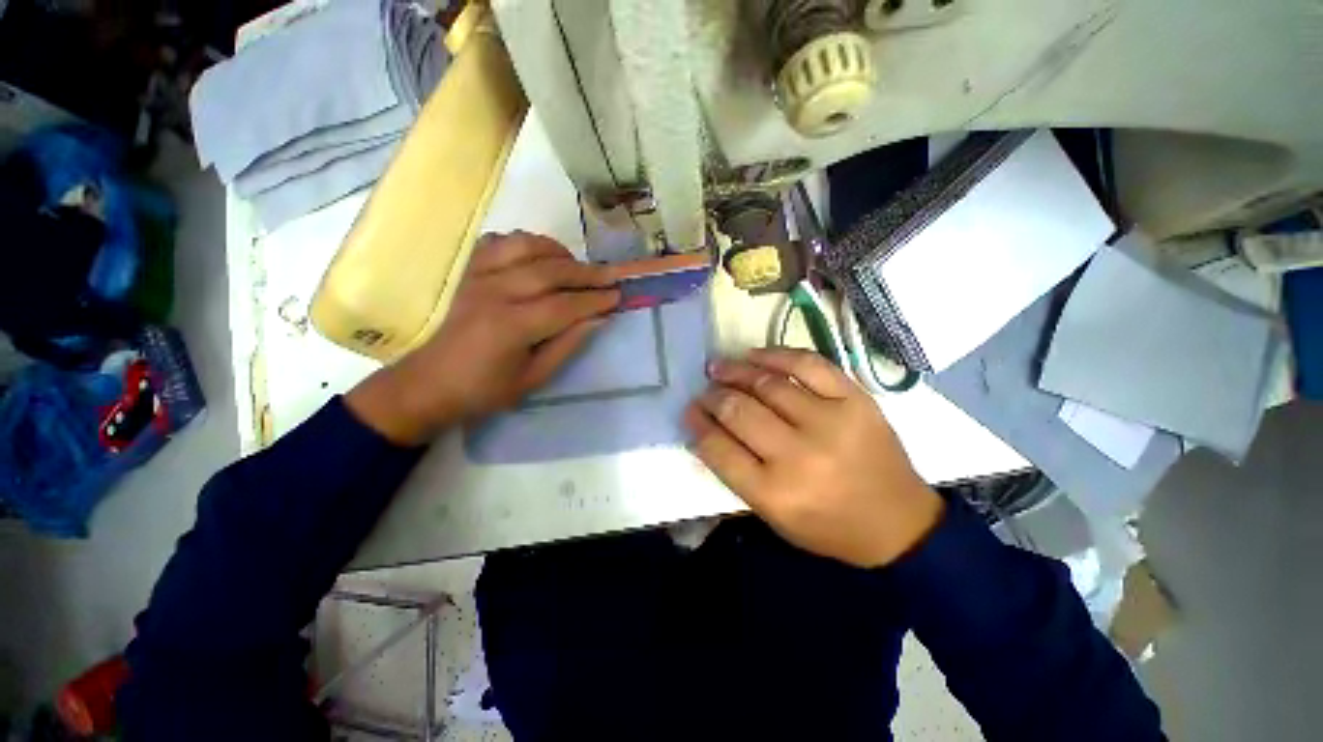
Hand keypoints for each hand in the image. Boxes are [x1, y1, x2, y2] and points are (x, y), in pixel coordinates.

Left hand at [347, 231, 619, 443]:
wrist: (430, 382)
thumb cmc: (485, 390)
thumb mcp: (534, 378)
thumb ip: (567, 345)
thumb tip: (598, 319)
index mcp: (510, 327)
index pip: (563, 305)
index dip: (594, 300)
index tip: (618, 296)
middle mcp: (494, 293)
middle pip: (549, 271)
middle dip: (586, 273)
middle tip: (611, 276)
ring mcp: (478, 277)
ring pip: (525, 246)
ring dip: (557, 251)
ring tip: (577, 265)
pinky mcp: (468, 271)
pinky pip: (499, 242)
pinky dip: (524, 242)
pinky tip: (538, 256)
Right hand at [685, 348, 944, 567]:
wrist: (898, 521)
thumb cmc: (828, 525)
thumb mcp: (773, 515)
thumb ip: (736, 473)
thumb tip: (705, 429)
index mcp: (775, 493)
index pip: (719, 448)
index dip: (697, 424)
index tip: (689, 410)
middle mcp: (799, 455)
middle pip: (739, 411)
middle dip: (712, 397)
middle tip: (704, 390)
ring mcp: (831, 422)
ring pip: (767, 384)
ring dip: (735, 371)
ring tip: (718, 367)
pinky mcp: (855, 399)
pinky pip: (808, 364)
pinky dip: (776, 355)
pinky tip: (755, 355)